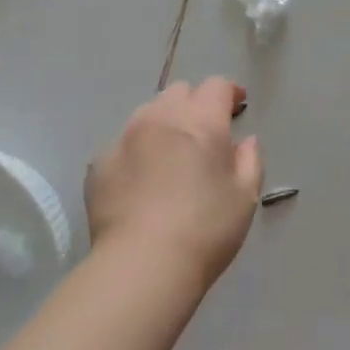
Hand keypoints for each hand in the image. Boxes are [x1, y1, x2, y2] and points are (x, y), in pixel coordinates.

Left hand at [86, 78, 264, 288]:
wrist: (142, 263)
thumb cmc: (205, 230)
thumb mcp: (245, 198)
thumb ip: (249, 161)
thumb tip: (246, 140)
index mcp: (201, 122)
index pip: (216, 86)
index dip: (228, 92)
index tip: (236, 106)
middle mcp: (160, 118)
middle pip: (179, 92)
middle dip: (194, 104)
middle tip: (204, 132)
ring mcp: (124, 137)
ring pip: (147, 113)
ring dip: (163, 123)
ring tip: (169, 153)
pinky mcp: (99, 162)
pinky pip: (121, 144)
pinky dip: (136, 152)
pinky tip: (140, 180)